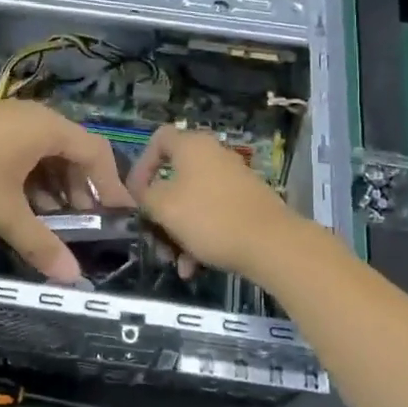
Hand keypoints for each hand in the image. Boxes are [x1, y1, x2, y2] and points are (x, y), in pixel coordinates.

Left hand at [0, 101, 129, 284]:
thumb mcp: (3, 214)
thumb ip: (41, 244)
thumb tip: (73, 278)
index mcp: (47, 128)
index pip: (96, 153)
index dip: (111, 186)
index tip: (121, 217)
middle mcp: (31, 118)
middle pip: (71, 153)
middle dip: (80, 192)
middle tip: (85, 227)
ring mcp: (4, 120)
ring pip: (43, 155)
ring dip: (52, 189)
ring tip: (51, 224)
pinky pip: (20, 153)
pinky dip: (28, 180)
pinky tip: (19, 208)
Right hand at [125, 125, 297, 280]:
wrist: (271, 244)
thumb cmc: (210, 218)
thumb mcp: (164, 207)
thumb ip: (145, 195)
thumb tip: (143, 192)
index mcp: (192, 147)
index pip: (158, 139)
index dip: (141, 165)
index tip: (136, 194)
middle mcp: (213, 156)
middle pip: (174, 179)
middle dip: (160, 213)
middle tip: (154, 238)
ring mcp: (233, 180)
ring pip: (192, 203)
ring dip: (178, 233)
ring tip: (176, 263)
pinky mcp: (246, 204)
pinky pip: (213, 216)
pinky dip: (200, 237)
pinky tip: (195, 267)